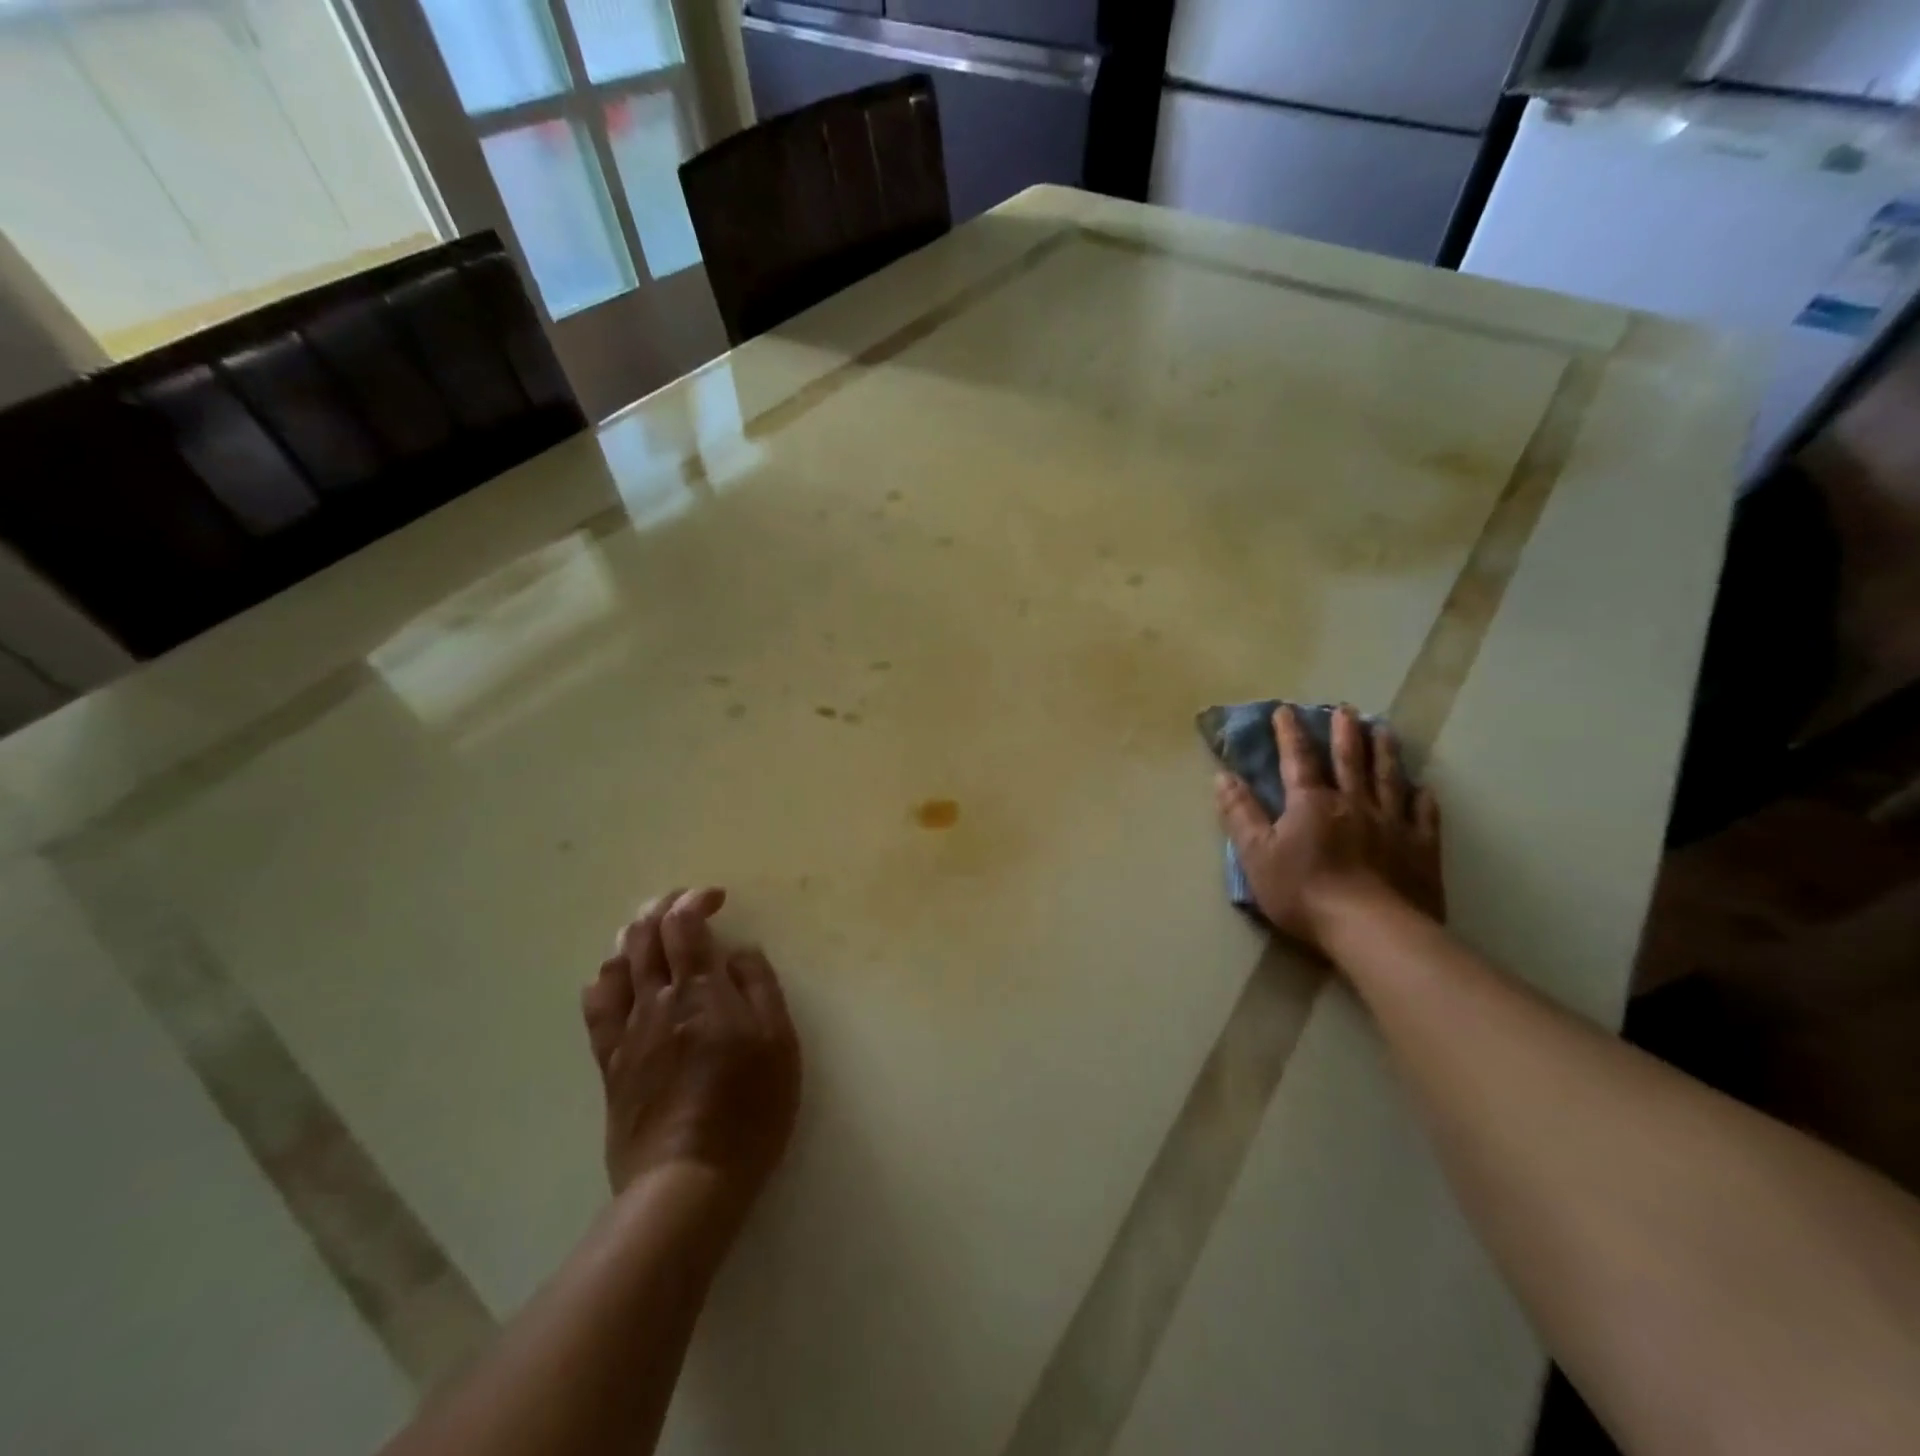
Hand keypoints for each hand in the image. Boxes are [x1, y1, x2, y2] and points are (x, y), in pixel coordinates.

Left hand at [581, 887, 801, 1209]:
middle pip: (646, 935)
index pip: (685, 925)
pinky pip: (596, 1009)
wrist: (687, 1180)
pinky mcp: (610, 1063)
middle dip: (662, 907)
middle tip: (682, 902)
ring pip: (618, 964)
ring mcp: (628, 1032)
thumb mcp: (779, 1043)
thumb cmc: (749, 1109)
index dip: (695, 900)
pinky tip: (612, 976)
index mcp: (702, 991)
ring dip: (633, 936)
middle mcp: (658, 1001)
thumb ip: (760, 988)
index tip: (715, 898)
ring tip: (649, 929)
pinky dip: (604, 980)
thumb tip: (739, 953)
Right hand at [1215, 704, 1443, 950]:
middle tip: (1346, 709)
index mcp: (1311, 803)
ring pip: (1388, 777)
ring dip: (1384, 751)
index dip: (1290, 733)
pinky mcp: (1421, 848)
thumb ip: (1240, 813)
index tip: (1286, 710)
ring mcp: (1392, 823)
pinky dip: (1422, 798)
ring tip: (1384, 729)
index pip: (1298, 759)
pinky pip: (1424, 815)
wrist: (1370, 928)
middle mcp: (1354, 802)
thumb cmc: (1303, 892)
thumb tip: (1222, 776)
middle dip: (1345, 732)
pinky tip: (1423, 788)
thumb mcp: (1256, 854)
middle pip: (1349, 759)